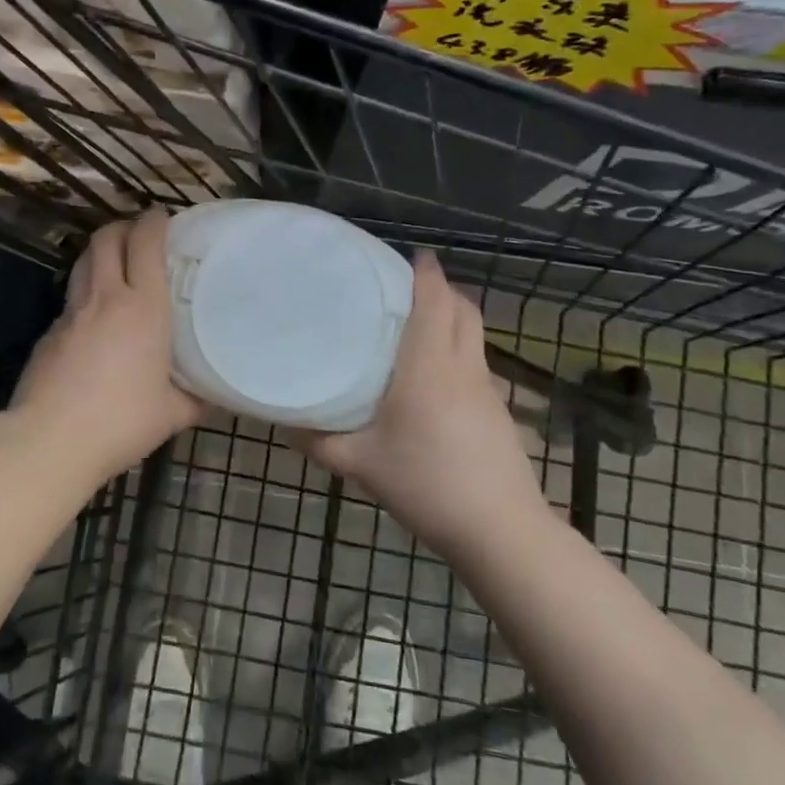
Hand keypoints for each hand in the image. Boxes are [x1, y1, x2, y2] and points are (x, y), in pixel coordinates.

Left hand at [9, 208, 204, 485]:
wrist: (50, 439)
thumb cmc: (122, 421)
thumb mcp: (172, 413)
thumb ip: (195, 398)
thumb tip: (212, 396)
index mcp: (144, 307)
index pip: (145, 242)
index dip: (153, 221)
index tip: (163, 217)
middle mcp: (106, 297)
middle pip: (107, 238)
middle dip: (123, 226)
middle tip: (139, 235)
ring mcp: (71, 312)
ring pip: (83, 261)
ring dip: (100, 252)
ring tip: (116, 264)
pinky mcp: (48, 332)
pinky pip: (71, 298)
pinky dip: (85, 292)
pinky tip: (94, 317)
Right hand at [302, 252, 548, 556]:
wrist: (499, 529)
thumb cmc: (425, 484)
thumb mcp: (361, 464)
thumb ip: (319, 442)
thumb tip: (285, 424)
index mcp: (429, 366)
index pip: (434, 301)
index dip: (426, 273)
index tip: (411, 255)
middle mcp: (463, 366)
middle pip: (463, 309)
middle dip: (442, 289)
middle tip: (407, 287)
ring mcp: (487, 388)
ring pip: (475, 334)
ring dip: (454, 317)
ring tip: (419, 324)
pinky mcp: (499, 410)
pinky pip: (478, 361)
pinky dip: (460, 349)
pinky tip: (437, 377)